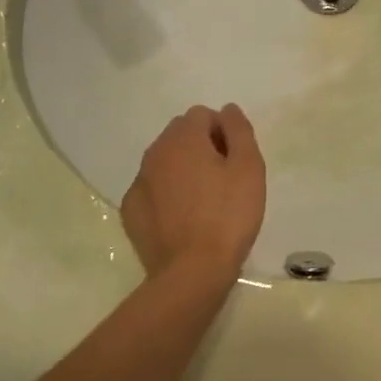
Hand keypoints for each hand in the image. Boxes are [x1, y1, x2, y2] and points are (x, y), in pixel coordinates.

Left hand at [121, 104, 266, 282]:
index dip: (224, 133)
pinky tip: (183, 219)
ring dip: (184, 171)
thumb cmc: (228, 216)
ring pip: (165, 163)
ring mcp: (138, 182)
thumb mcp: (249, 168)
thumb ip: (239, 131)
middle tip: (224, 180)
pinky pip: (153, 190)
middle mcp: (154, 153)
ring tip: (205, 202)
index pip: (203, 115)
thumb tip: (227, 110)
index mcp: (182, 138)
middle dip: (202, 148)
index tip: (236, 161)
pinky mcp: (131, 211)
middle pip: (180, 136)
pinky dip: (167, 195)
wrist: (192, 271)